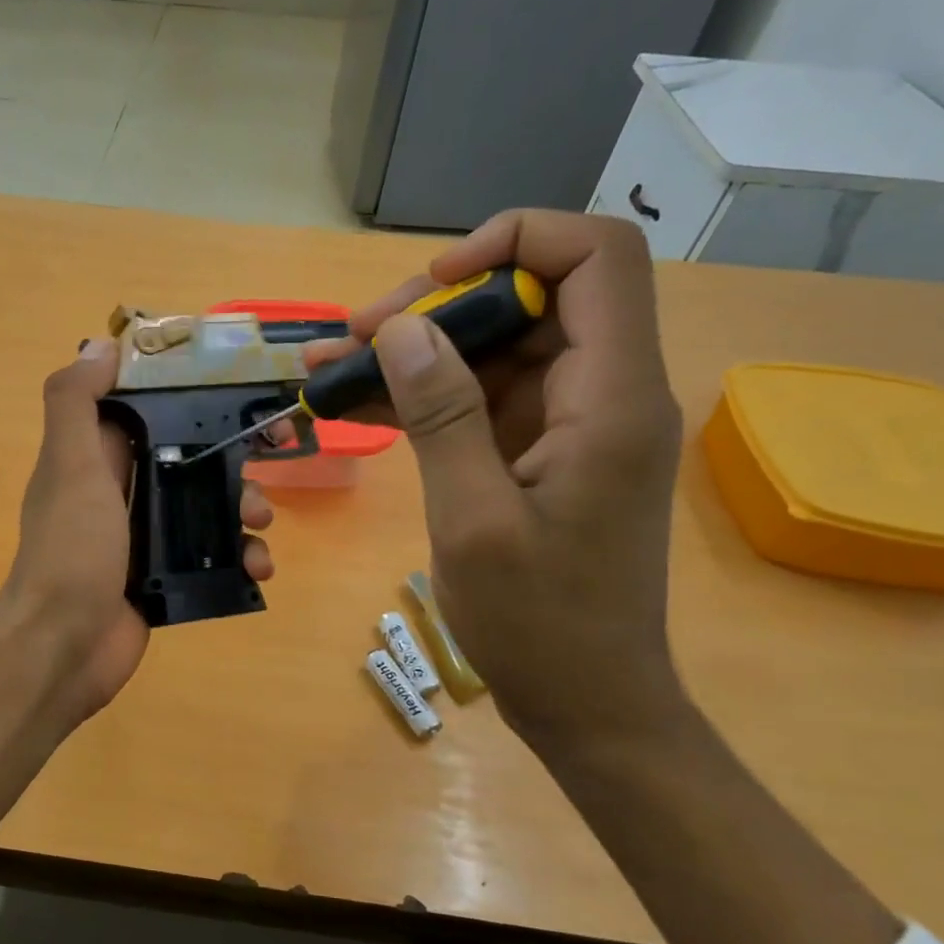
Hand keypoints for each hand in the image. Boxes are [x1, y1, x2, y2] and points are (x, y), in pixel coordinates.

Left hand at [0, 337, 275, 723]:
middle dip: (230, 454)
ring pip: (205, 505)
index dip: (186, 391)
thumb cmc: (71, 551)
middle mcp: (119, 490)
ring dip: (243, 506)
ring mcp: (143, 536)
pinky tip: (257, 566)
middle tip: (273, 451)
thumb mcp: (69, 467)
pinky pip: (210, 555)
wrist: (63, 648)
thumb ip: (76, 403)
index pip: (145, 407)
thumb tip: (100, 345)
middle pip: (187, 455)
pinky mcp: (163, 576)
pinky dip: (238, 556)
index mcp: (94, 456)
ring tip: (260, 524)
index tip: (233, 383)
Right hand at [311, 211, 684, 752]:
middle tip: (356, 337)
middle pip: (532, 298)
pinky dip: (425, 397)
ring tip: (332, 368)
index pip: (597, 259)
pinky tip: (356, 406)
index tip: (432, 284)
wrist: (588, 702)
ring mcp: (572, 425)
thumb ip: (441, 415)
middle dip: (439, 305)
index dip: (516, 242)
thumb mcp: (473, 519)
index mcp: (612, 398)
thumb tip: (402, 329)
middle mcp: (604, 393)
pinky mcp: (543, 453)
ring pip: (496, 350)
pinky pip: (483, 400)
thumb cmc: (539, 623)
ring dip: (417, 353)